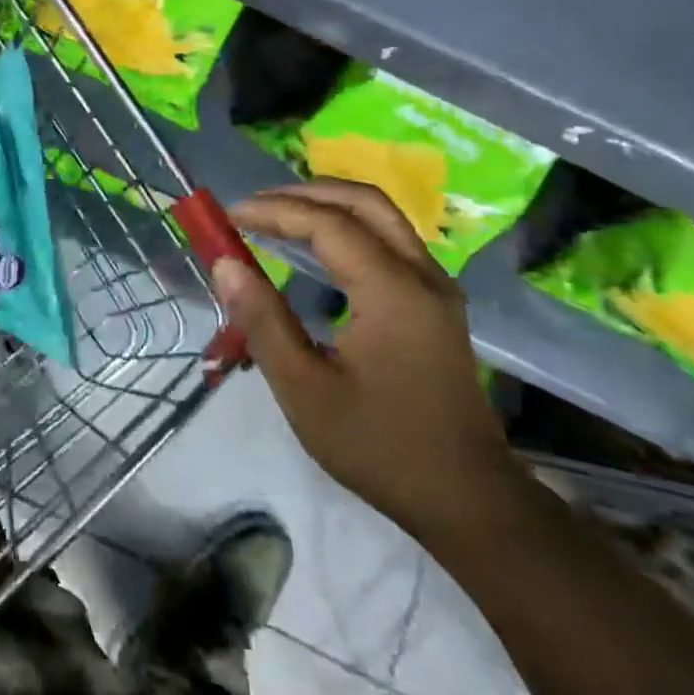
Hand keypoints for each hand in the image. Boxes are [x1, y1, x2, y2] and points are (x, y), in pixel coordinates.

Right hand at [216, 181, 520, 538]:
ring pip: (383, 217)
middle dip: (304, 194)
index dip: (274, 211)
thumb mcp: (304, 390)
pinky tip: (319, 249)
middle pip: (364, 202)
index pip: (327, 224)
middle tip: (255, 206)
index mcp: (392, 291)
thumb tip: (225, 263)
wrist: (468, 500)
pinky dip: (349, 227)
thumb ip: (262, 319)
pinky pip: (391, 241)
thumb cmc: (380, 446)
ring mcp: (436, 288)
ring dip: (329, 206)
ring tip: (279, 217)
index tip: (229, 215)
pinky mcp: (437, 304)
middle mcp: (422, 276)